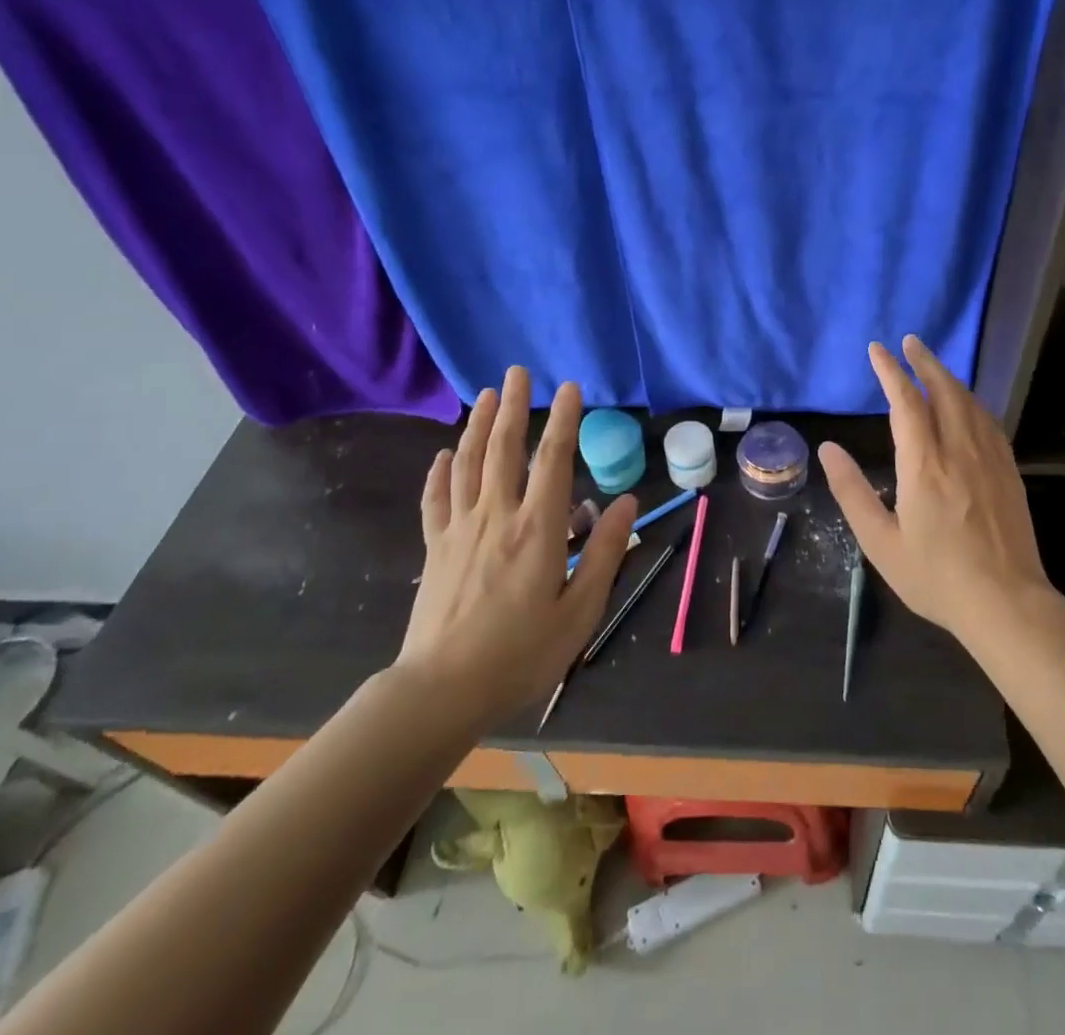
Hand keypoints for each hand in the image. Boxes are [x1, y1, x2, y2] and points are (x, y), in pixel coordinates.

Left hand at [395, 367, 636, 727]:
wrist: (441, 691)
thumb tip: (628, 500)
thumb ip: (604, 551)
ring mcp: (460, 530)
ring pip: (468, 464)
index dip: (563, 419)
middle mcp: (497, 516)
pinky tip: (443, 455)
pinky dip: (440, 473)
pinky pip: (436, 500)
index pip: (553, 459)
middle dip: (513, 406)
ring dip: (478, 426)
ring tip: (485, 396)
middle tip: (516, 372)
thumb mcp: (581, 610)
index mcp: (537, 529)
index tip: (569, 387)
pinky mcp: (436, 549)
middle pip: (504, 449)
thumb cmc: (521, 653)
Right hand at [820, 336, 1051, 643]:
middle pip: (943, 390)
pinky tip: (968, 404)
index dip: (890, 371)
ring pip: (969, 402)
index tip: (878, 349)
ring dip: (949, 377)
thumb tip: (829, 449)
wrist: (1007, 603)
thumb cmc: (936, 577)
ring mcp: (990, 459)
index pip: (905, 402)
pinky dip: (972, 401)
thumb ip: (852, 492)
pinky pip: (989, 422)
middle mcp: (959, 451)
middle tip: (910, 341)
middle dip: (924, 362)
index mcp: (924, 465)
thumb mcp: (880, 542)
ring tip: (933, 365)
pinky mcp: (1009, 471)